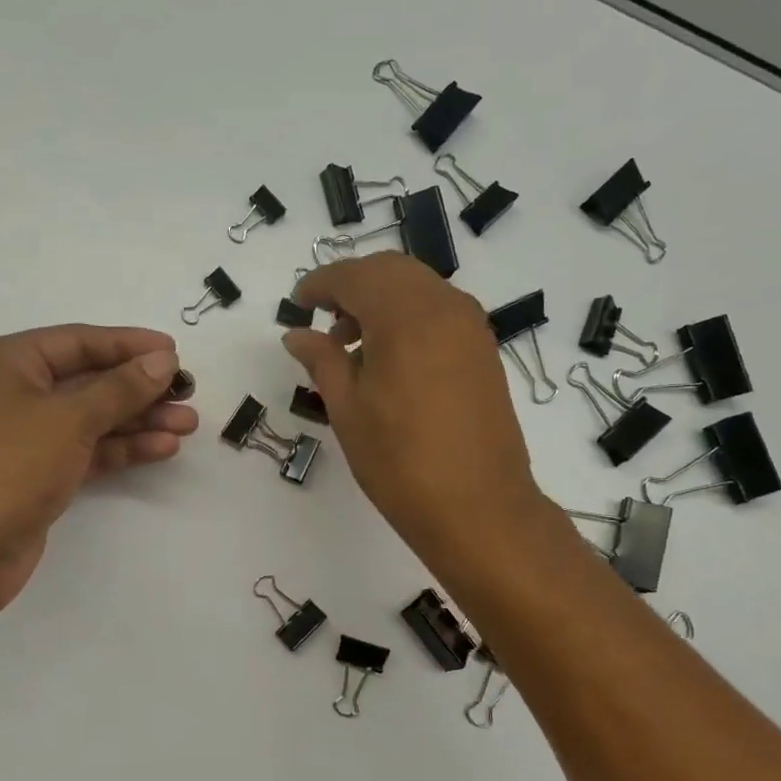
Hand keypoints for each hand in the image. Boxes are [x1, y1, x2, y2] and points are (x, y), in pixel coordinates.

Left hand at [0, 325, 196, 615]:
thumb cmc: (7, 466)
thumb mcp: (69, 418)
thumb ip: (121, 388)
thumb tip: (163, 361)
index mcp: (7, 362)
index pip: (79, 341)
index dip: (129, 345)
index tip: (175, 352)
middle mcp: (14, 392)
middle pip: (89, 380)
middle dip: (140, 387)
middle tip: (189, 393)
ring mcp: (26, 437)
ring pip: (93, 418)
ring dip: (139, 420)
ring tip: (188, 424)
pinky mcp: (39, 475)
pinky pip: (88, 450)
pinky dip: (123, 448)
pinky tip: (162, 448)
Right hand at [284, 253, 543, 558]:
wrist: (479, 508)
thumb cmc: (401, 462)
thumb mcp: (348, 409)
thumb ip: (322, 361)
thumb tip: (296, 335)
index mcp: (406, 316)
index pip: (355, 277)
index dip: (320, 285)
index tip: (297, 304)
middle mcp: (445, 307)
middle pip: (390, 272)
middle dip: (352, 286)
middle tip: (323, 322)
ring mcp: (471, 327)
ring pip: (418, 289)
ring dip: (381, 301)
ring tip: (352, 347)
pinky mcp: (484, 350)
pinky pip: (439, 312)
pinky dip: (408, 317)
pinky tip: (389, 359)